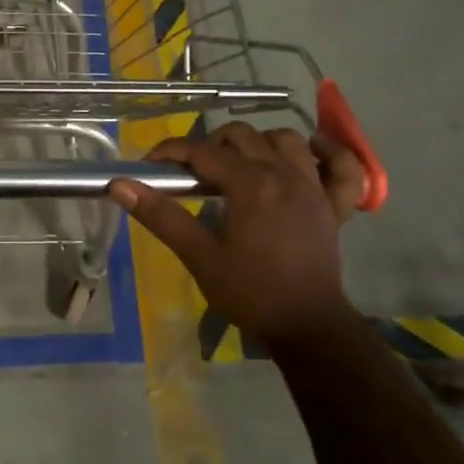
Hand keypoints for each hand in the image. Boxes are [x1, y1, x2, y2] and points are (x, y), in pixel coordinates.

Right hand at [108, 123, 366, 343]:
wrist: (306, 326)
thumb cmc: (249, 292)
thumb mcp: (198, 256)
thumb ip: (161, 215)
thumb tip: (119, 185)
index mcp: (250, 184)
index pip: (202, 151)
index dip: (171, 152)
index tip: (149, 165)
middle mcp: (284, 174)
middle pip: (242, 136)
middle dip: (210, 145)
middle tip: (192, 174)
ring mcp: (314, 187)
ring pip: (286, 140)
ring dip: (259, 143)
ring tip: (239, 164)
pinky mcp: (335, 205)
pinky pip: (343, 167)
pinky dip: (330, 153)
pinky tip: (312, 151)